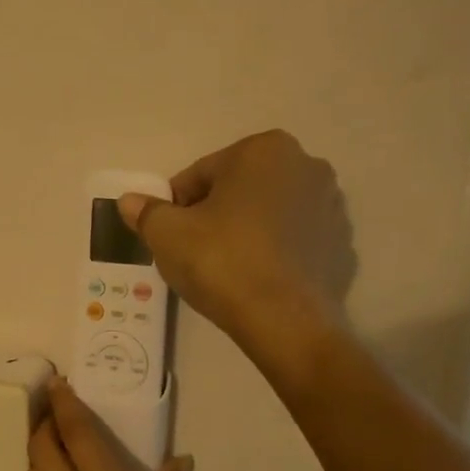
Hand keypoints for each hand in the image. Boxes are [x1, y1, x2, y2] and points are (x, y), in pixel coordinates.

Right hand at [118, 130, 352, 363]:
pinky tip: (255, 278)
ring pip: (268, 213)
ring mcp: (331, 205)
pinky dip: (273, 251)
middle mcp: (306, 165)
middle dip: (215, 213)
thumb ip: (146, 212)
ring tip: (225, 267)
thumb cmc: (221, 262)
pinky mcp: (340, 243)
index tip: (168, 234)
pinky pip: (293, 240)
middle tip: (194, 250)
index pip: (201, 174)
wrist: (283, 321)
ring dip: (245, 230)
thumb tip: (129, 201)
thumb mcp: (167, 235)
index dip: (176, 205)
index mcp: (263, 150)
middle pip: (238, 189)